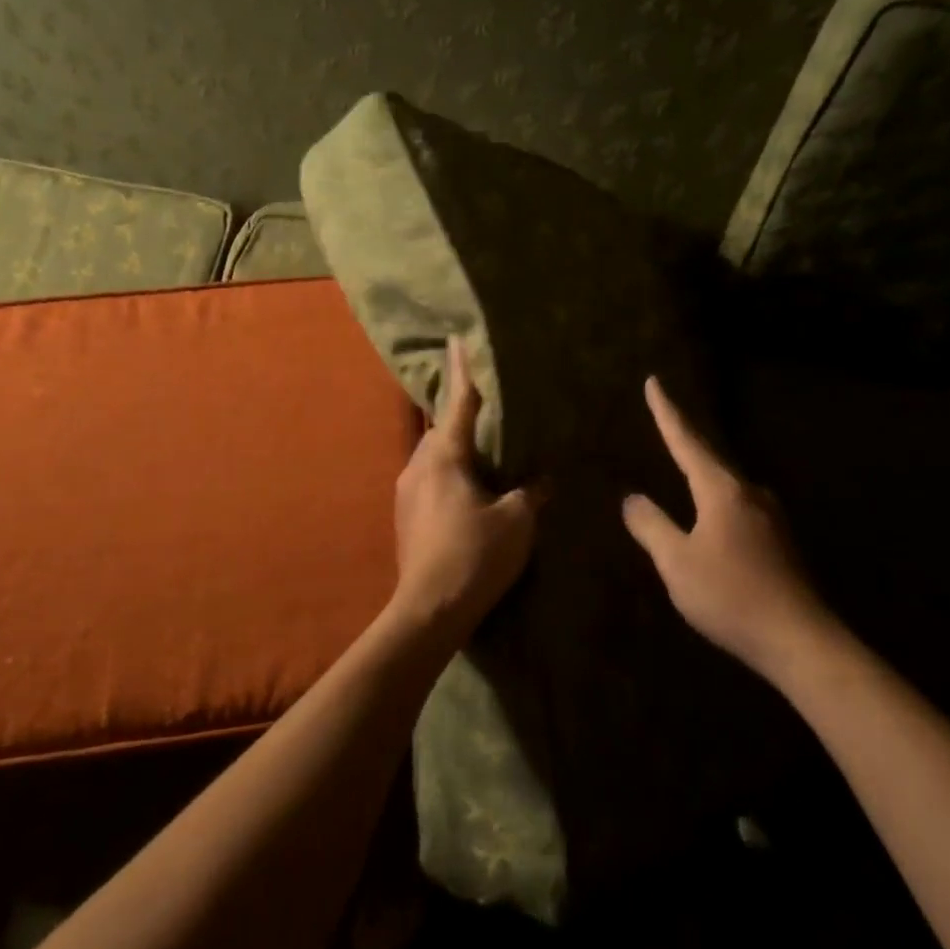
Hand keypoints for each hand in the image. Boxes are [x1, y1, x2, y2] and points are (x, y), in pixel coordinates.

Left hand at [390, 339, 542, 640]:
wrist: (428, 609)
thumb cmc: (474, 554)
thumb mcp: (516, 520)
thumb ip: (530, 492)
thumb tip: (544, 480)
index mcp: (444, 456)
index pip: (459, 403)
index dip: (462, 370)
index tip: (456, 339)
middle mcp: (418, 465)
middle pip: (441, 429)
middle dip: (460, 416)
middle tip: (484, 407)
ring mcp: (406, 492)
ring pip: (433, 457)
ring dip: (454, 450)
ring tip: (481, 453)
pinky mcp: (405, 517)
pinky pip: (429, 480)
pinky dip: (448, 474)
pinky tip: (467, 491)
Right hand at [622, 376, 828, 679]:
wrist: (801, 640)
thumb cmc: (731, 597)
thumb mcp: (677, 563)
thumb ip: (651, 526)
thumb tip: (632, 498)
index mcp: (722, 490)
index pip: (686, 441)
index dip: (667, 412)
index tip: (654, 382)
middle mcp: (749, 493)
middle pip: (710, 456)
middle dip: (685, 438)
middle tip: (665, 417)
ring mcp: (770, 516)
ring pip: (726, 483)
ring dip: (702, 471)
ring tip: (684, 465)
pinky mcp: (780, 540)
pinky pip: (738, 505)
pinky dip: (716, 498)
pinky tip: (711, 514)